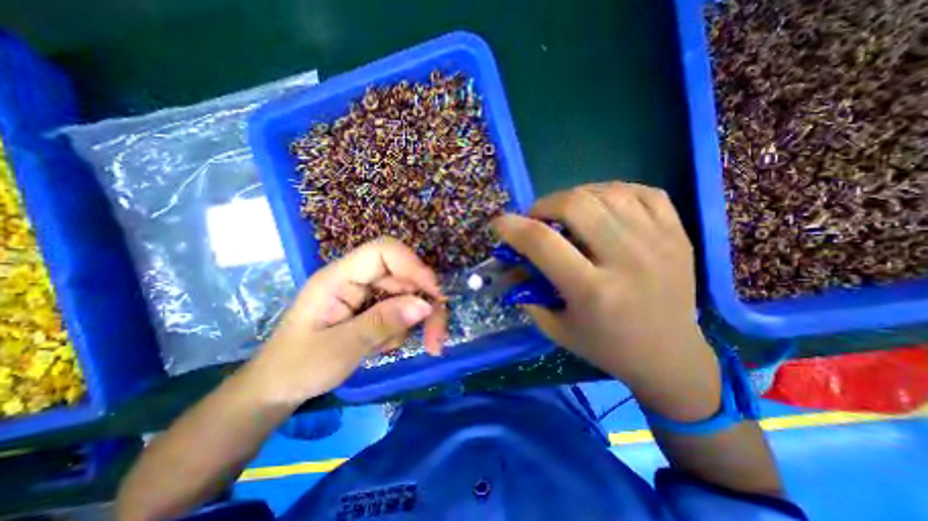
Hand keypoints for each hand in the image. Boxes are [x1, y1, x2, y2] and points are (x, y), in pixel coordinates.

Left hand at [243, 236, 445, 406]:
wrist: (278, 388)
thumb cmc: (298, 367)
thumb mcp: (340, 349)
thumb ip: (382, 323)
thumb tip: (425, 305)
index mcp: (338, 278)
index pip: (383, 251)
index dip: (413, 265)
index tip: (434, 294)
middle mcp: (356, 279)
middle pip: (404, 276)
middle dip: (426, 304)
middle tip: (436, 338)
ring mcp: (366, 294)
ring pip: (408, 295)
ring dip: (418, 321)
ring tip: (415, 348)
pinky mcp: (372, 308)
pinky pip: (401, 310)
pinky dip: (404, 329)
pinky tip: (386, 347)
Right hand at [496, 180, 719, 421]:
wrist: (670, 356)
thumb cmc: (605, 347)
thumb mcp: (556, 327)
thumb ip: (527, 292)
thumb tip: (510, 263)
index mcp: (593, 291)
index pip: (543, 242)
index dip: (513, 227)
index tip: (500, 224)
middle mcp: (628, 260)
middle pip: (575, 204)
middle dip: (544, 205)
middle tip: (537, 219)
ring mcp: (659, 242)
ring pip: (607, 192)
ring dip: (575, 197)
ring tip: (566, 212)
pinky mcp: (678, 234)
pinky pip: (641, 191)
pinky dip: (612, 191)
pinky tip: (602, 206)